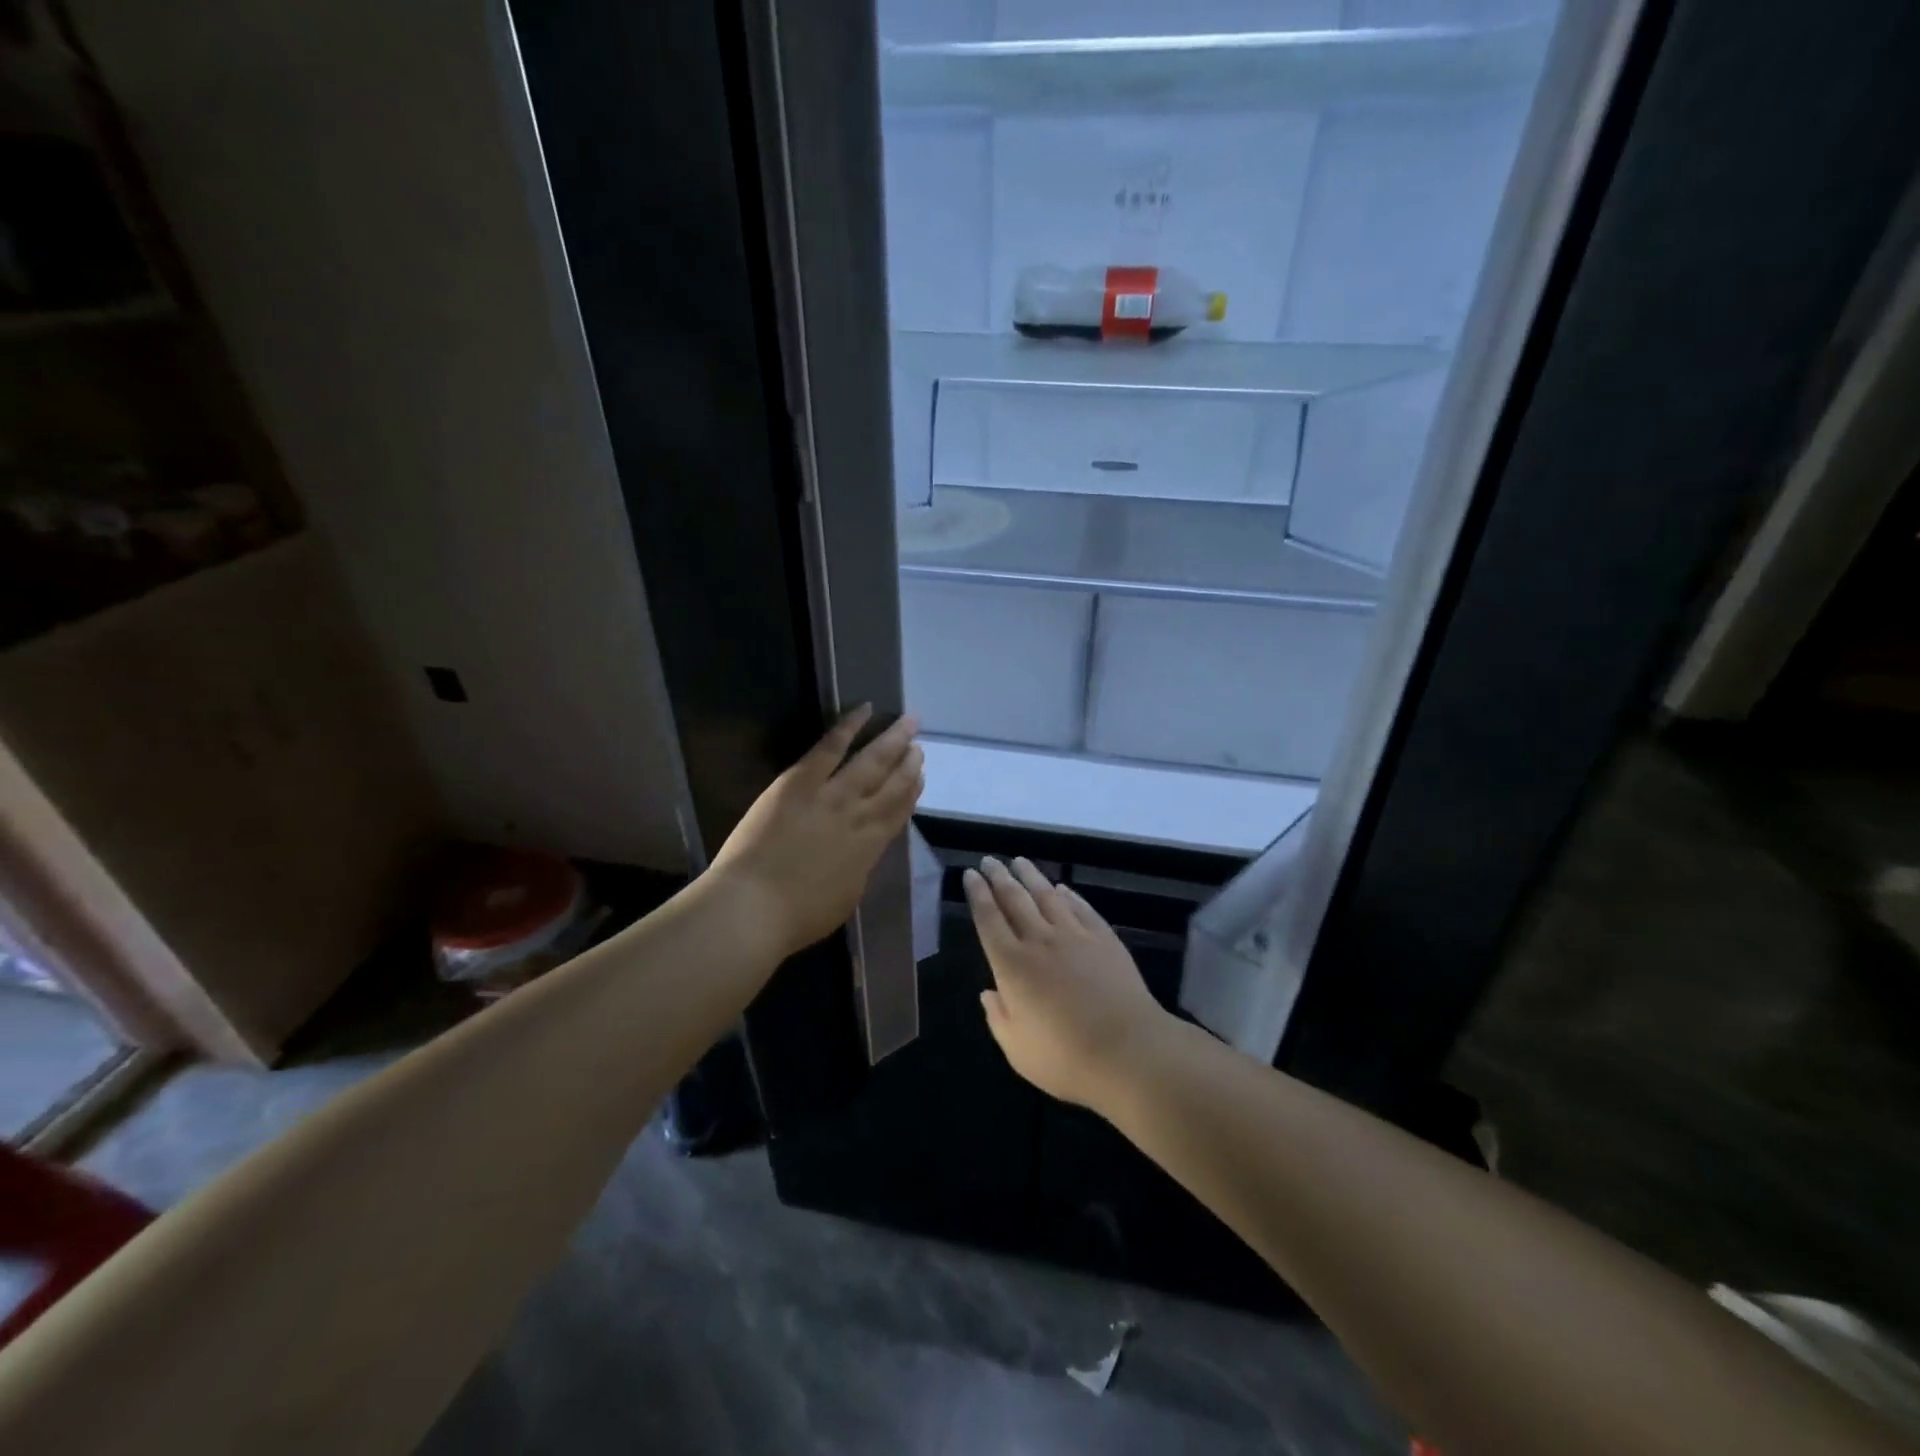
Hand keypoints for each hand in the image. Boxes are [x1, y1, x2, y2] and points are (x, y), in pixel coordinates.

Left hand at [705, 706, 922, 959]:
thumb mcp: (846, 897)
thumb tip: (862, 851)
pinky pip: (830, 746)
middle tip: (919, 744)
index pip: (899, 812)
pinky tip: (864, 709)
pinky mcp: (800, 781)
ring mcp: (831, 794)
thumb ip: (859, 869)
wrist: (754, 906)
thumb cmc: (798, 915)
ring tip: (908, 723)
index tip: (921, 775)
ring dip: (892, 740)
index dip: (913, 791)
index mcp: (871, 847)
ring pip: (871, 760)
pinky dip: (850, 726)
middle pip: (893, 782)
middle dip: (909, 761)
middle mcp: (860, 815)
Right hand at [966, 856, 1172, 1112]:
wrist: (1129, 1050)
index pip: (988, 919)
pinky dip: (1067, 894)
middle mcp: (1039, 941)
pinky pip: (1080, 907)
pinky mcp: (1104, 938)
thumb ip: (998, 1018)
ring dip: (1030, 875)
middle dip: (998, 876)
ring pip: (1046, 895)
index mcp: (1012, 965)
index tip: (971, 874)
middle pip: (1014, 899)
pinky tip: (1061, 888)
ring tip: (1019, 861)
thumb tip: (988, 993)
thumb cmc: (1066, 1058)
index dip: (977, 894)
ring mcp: (1074, 935)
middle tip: (989, 860)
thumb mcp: (1017, 1049)